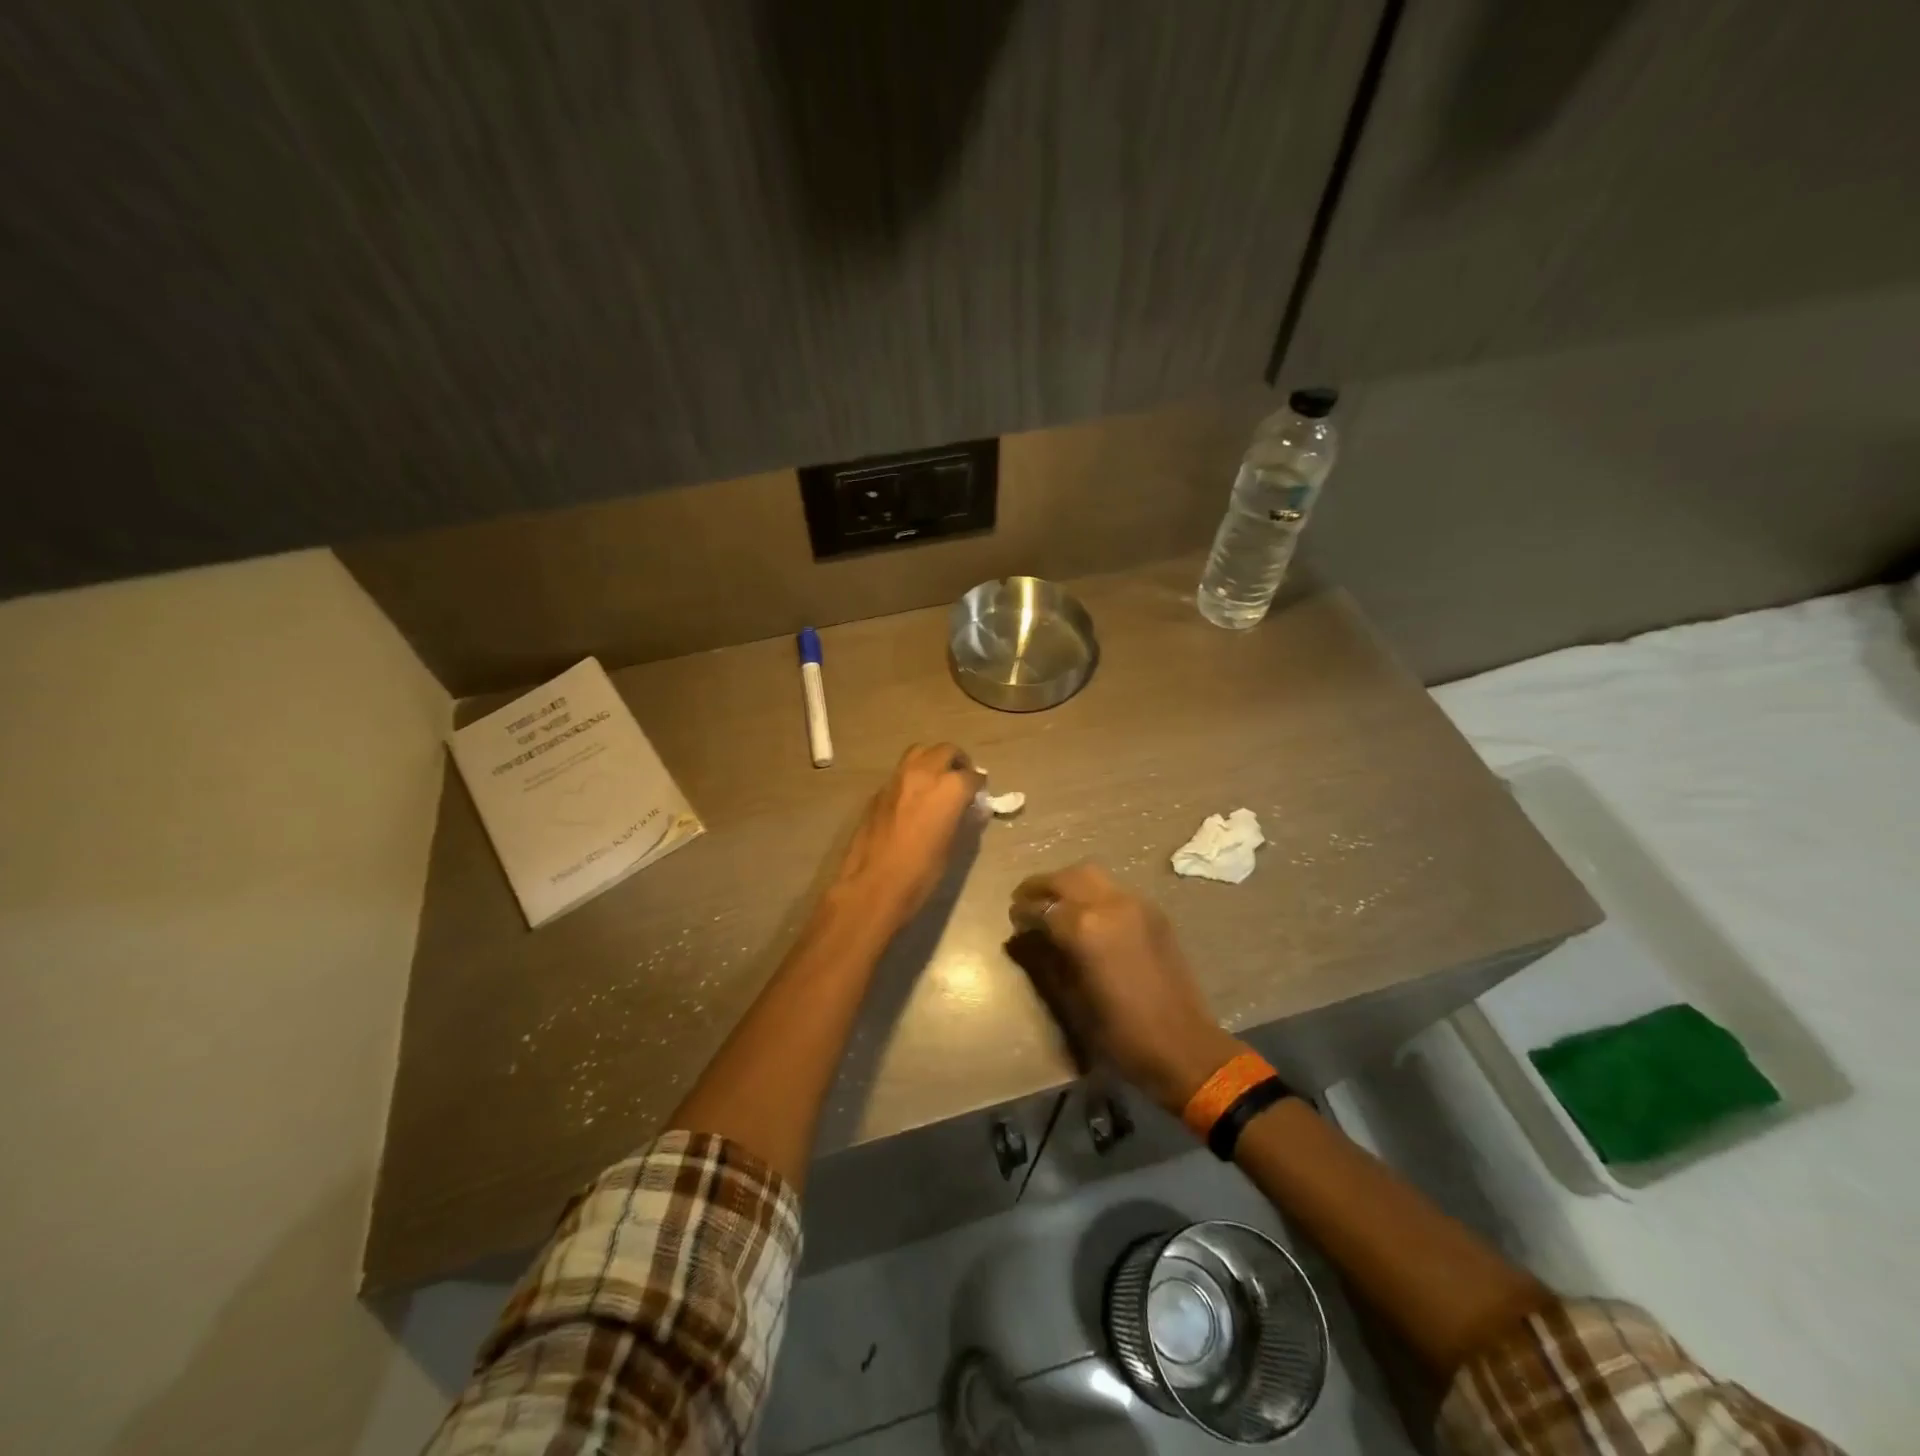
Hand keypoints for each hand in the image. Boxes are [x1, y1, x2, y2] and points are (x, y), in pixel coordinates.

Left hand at [832, 743, 980, 932]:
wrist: (873, 885)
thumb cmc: (921, 873)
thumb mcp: (952, 847)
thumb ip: (963, 820)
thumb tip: (972, 809)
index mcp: (949, 788)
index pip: (971, 775)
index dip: (978, 785)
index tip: (979, 794)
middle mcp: (924, 774)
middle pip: (945, 751)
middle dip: (957, 761)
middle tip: (961, 778)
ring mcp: (897, 779)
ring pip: (919, 753)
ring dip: (932, 760)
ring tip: (938, 780)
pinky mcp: (878, 791)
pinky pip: (901, 773)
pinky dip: (913, 776)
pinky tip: (914, 799)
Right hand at [1010, 863, 1240, 1112]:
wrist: (1182, 1045)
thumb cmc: (1119, 1032)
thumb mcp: (1071, 999)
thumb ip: (1044, 959)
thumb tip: (1024, 937)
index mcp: (1084, 927)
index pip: (1041, 906)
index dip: (1022, 911)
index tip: (1012, 919)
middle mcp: (1109, 904)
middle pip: (1066, 878)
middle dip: (1042, 886)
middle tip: (1025, 900)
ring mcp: (1136, 904)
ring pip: (1092, 875)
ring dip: (1068, 883)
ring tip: (1054, 903)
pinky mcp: (1154, 912)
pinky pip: (1114, 889)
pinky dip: (1093, 892)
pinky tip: (1087, 914)